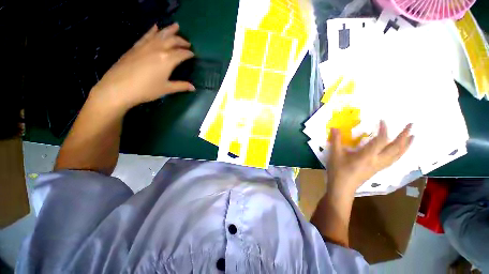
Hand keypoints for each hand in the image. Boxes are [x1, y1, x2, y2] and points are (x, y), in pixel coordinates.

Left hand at [88, 23, 194, 111]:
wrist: (118, 88)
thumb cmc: (146, 90)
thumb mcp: (167, 89)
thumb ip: (181, 86)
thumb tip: (193, 88)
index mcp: (168, 60)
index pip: (182, 53)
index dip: (189, 54)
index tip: (193, 54)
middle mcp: (158, 49)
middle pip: (172, 41)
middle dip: (181, 41)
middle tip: (187, 43)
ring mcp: (145, 46)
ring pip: (160, 34)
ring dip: (169, 30)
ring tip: (176, 26)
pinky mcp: (136, 47)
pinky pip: (146, 35)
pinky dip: (152, 30)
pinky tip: (155, 27)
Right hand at [326, 121, 413, 194]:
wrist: (342, 188)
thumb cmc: (338, 170)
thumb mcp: (335, 154)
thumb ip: (336, 140)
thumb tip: (334, 127)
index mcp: (367, 156)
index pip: (381, 140)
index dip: (384, 130)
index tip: (382, 120)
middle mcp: (377, 161)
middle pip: (396, 148)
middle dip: (404, 136)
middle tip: (411, 125)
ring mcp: (379, 166)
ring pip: (397, 156)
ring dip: (406, 146)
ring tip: (412, 137)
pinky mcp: (377, 170)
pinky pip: (393, 160)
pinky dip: (400, 154)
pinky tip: (399, 151)